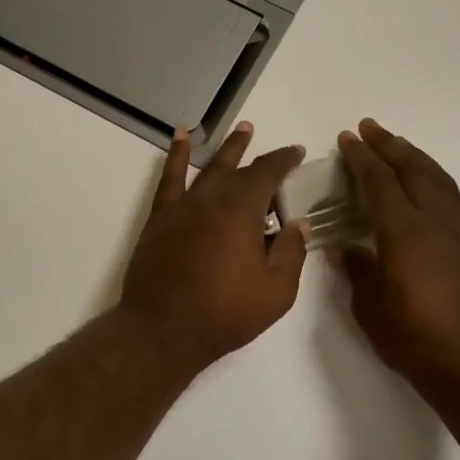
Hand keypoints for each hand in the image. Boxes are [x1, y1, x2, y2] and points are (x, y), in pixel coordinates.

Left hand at [120, 124, 308, 373]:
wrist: (163, 329)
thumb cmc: (225, 313)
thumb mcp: (276, 291)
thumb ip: (291, 253)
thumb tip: (298, 224)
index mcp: (243, 210)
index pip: (268, 173)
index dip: (284, 160)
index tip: (296, 153)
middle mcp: (212, 198)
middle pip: (238, 168)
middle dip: (254, 152)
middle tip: (265, 139)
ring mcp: (183, 206)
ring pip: (208, 168)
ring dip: (225, 149)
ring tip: (239, 130)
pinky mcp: (160, 219)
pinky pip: (169, 179)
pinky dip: (177, 156)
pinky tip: (181, 138)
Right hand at [336, 119, 459, 400]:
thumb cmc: (415, 339)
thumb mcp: (370, 308)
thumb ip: (357, 271)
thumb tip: (344, 248)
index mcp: (404, 232)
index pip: (379, 182)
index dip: (362, 157)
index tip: (347, 138)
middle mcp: (436, 221)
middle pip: (413, 169)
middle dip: (390, 145)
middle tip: (370, 128)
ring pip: (438, 179)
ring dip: (416, 157)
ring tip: (398, 147)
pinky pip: (453, 197)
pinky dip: (435, 179)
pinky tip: (428, 186)